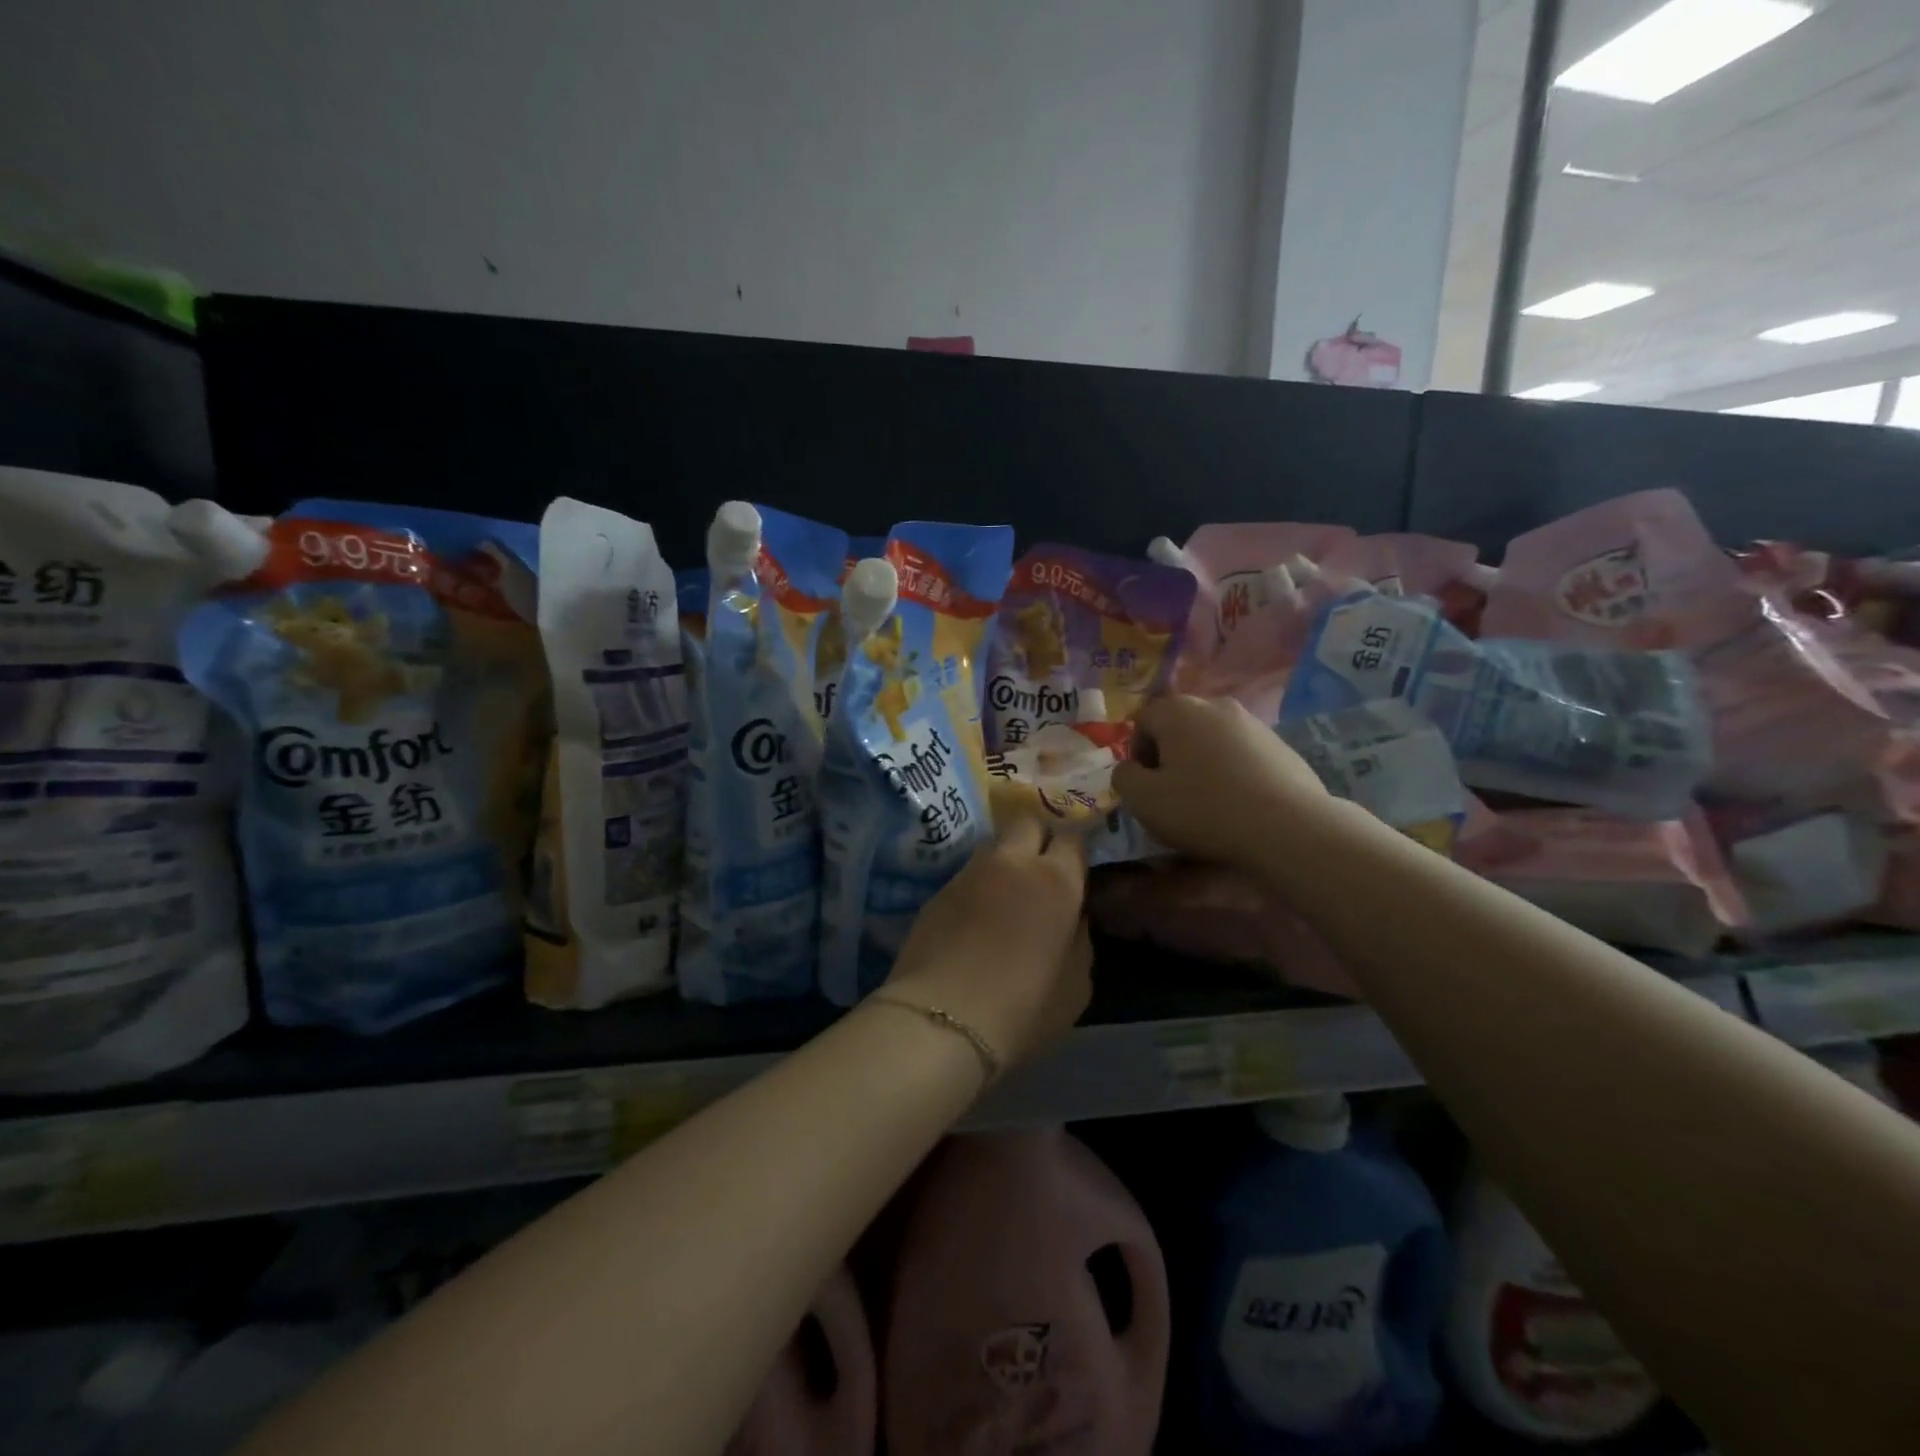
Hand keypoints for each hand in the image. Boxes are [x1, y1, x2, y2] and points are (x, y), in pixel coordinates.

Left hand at [884, 816, 1091, 1071]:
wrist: (943, 1018)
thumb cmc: (1024, 1008)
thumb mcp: (1076, 986)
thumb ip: (1079, 941)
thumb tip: (1073, 920)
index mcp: (1056, 880)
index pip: (1073, 838)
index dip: (1075, 851)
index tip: (1075, 871)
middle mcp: (1012, 863)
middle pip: (1028, 823)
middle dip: (1038, 837)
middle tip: (1040, 871)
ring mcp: (970, 872)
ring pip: (993, 845)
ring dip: (1004, 860)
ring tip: (1004, 893)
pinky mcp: (937, 890)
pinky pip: (966, 875)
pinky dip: (976, 886)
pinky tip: (974, 916)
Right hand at [1112, 695, 1330, 868]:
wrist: (1287, 828)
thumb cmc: (1203, 809)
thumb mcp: (1143, 800)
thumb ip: (1124, 777)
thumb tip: (1131, 768)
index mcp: (1178, 711)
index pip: (1142, 720)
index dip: (1137, 753)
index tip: (1147, 786)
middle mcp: (1215, 705)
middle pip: (1179, 726)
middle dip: (1170, 755)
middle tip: (1173, 793)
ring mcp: (1253, 723)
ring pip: (1212, 739)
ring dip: (1202, 763)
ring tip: (1209, 800)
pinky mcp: (1281, 745)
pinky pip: (1242, 754)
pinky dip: (1233, 772)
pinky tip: (1239, 802)